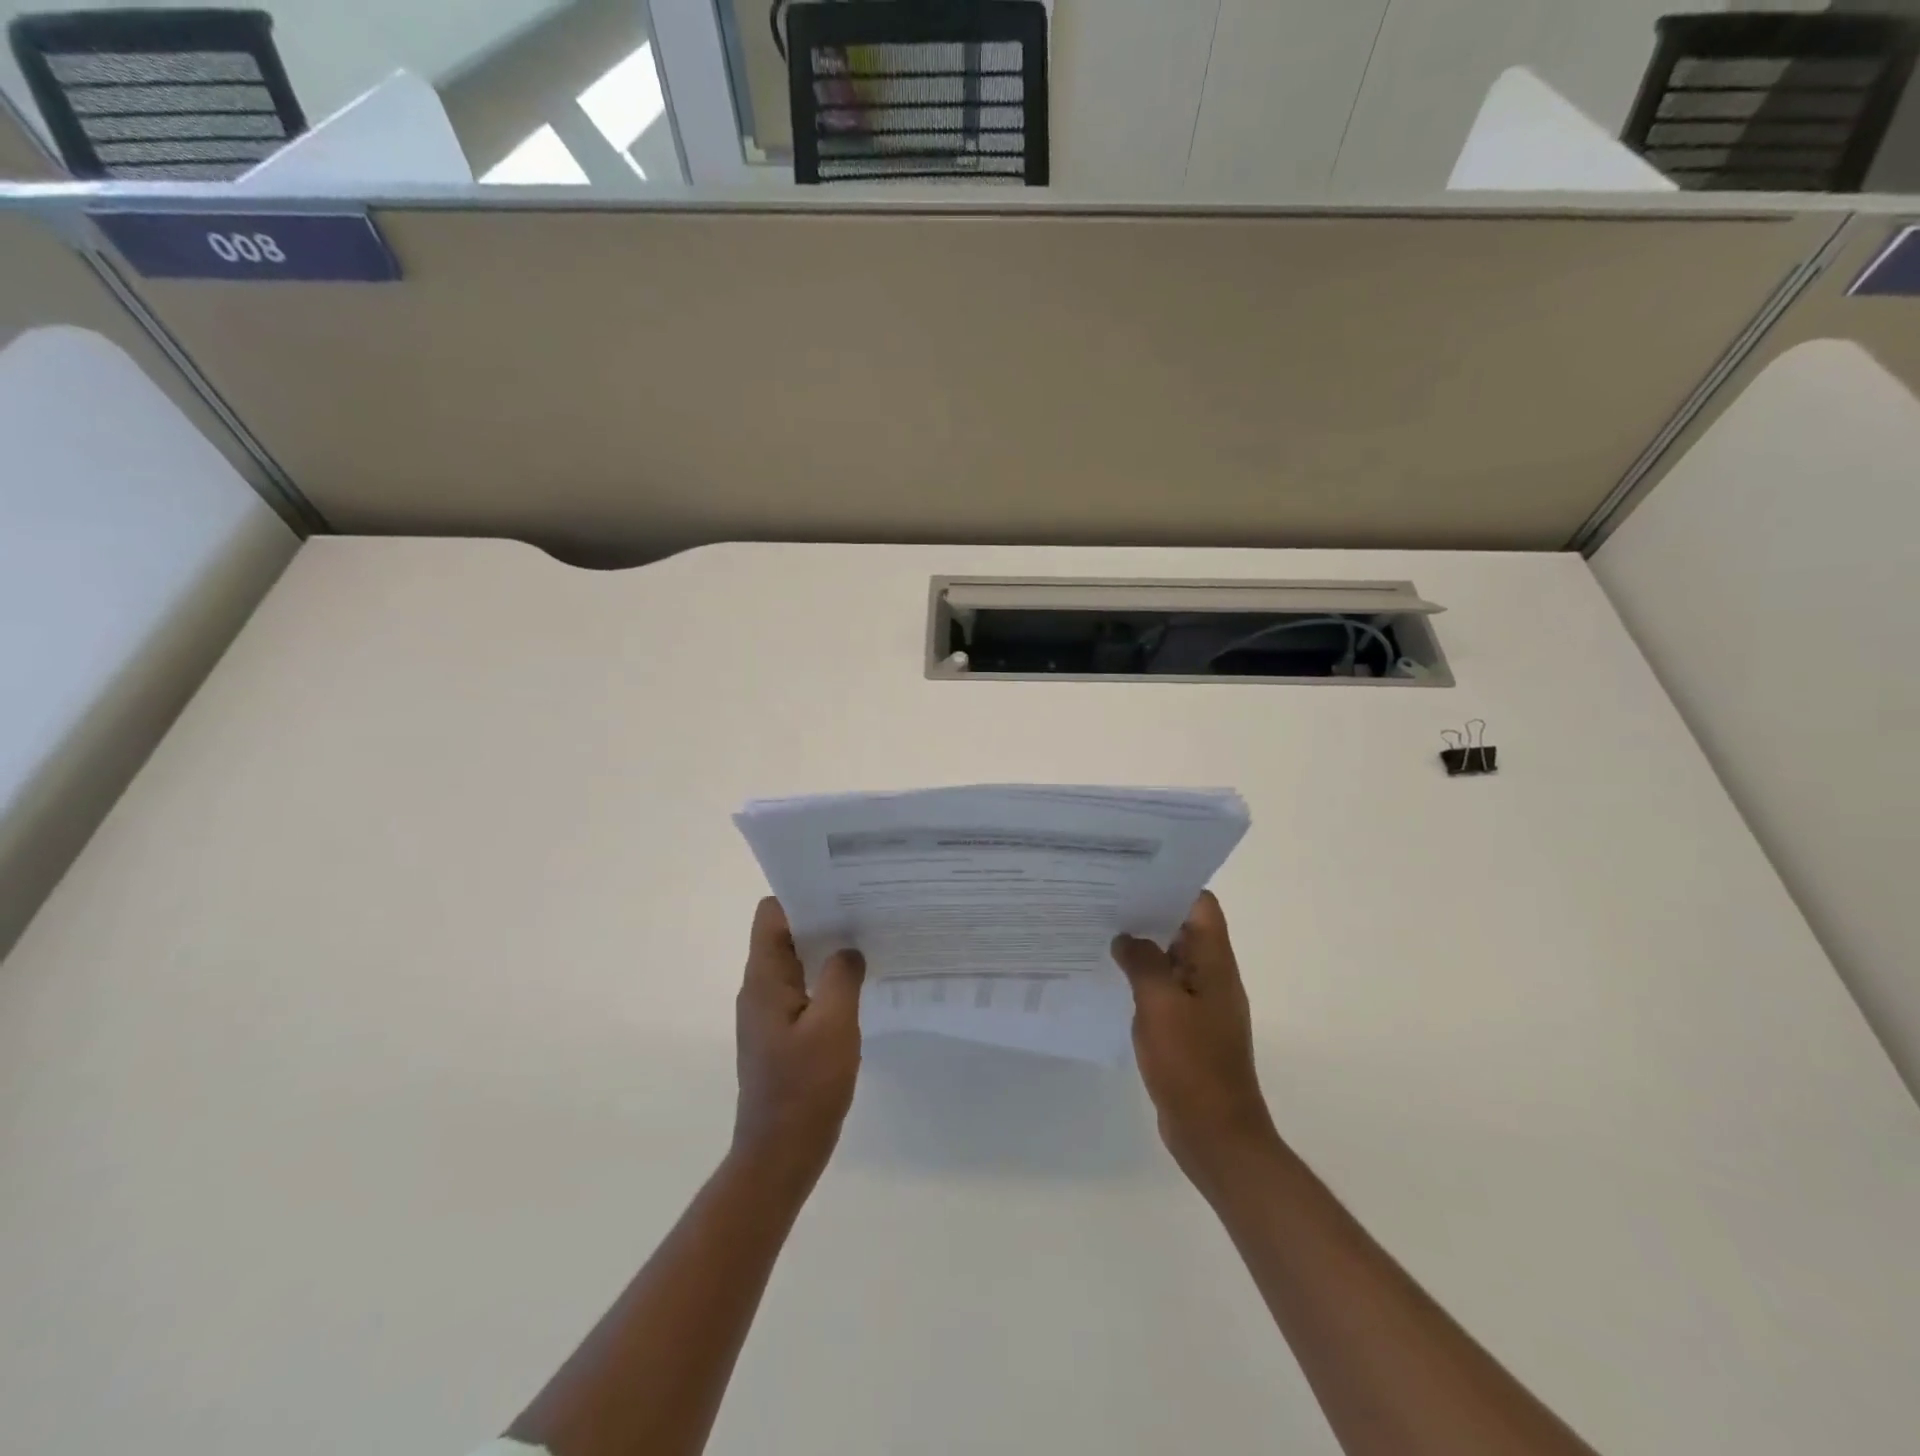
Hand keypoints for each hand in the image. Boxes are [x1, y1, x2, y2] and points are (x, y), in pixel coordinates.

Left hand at [732, 897, 865, 1189]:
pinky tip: (858, 984)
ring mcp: (768, 1012)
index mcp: (764, 979)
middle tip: (865, 910)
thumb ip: (842, 977)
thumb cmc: (805, 1088)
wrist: (779, 1155)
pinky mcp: (781, 1033)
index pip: (772, 914)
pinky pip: (802, 989)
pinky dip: (826, 978)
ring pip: (796, 961)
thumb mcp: (834, 1026)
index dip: (803, 895)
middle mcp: (759, 988)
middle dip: (822, 918)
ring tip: (867, 940)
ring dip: (826, 949)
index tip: (842, 889)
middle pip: (785, 933)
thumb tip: (849, 947)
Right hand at [1112, 892, 1279, 1194]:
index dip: (1171, 886)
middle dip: (1148, 914)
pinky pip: (1164, 991)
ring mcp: (1201, 1005)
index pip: (1201, 906)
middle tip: (1104, 901)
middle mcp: (1212, 977)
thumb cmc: (1191, 1064)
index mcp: (1215, 963)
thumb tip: (1126, 937)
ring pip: (1171, 961)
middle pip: (1184, 929)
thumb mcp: (1160, 1004)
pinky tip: (1111, 979)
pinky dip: (1142, 980)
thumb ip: (1143, 962)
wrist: (1215, 1134)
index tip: (1133, 877)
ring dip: (1142, 948)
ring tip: (1100, 932)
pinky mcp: (1187, 1029)